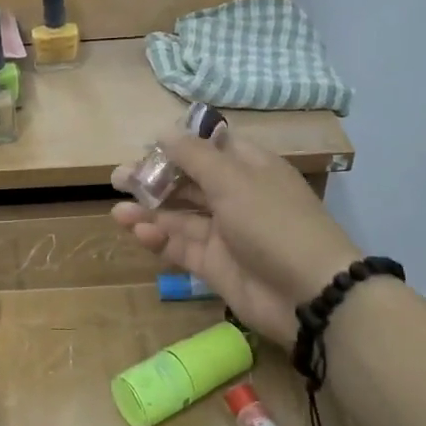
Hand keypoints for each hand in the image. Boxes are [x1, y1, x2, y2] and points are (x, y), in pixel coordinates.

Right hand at [112, 126, 362, 346]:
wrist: (307, 293)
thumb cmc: (273, 223)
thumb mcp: (233, 180)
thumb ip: (194, 156)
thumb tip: (164, 132)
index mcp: (250, 168)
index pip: (210, 148)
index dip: (179, 145)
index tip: (146, 146)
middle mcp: (236, 196)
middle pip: (189, 182)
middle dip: (154, 179)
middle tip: (118, 179)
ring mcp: (225, 233)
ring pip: (180, 216)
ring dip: (150, 212)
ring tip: (117, 211)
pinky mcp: (215, 265)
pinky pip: (181, 247)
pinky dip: (160, 240)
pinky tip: (139, 233)